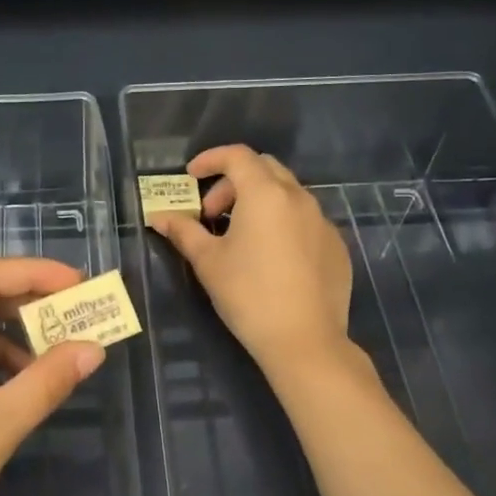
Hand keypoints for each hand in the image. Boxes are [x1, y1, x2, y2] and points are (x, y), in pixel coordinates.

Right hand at [148, 144, 353, 373]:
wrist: (304, 340)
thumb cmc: (248, 295)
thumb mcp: (208, 262)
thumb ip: (184, 232)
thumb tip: (159, 217)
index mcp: (265, 194)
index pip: (237, 156)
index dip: (211, 159)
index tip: (191, 176)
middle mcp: (299, 198)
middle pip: (264, 169)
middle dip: (233, 182)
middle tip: (212, 214)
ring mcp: (323, 222)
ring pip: (288, 194)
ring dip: (259, 203)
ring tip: (240, 237)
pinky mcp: (336, 247)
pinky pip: (306, 221)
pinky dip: (283, 224)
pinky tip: (272, 259)